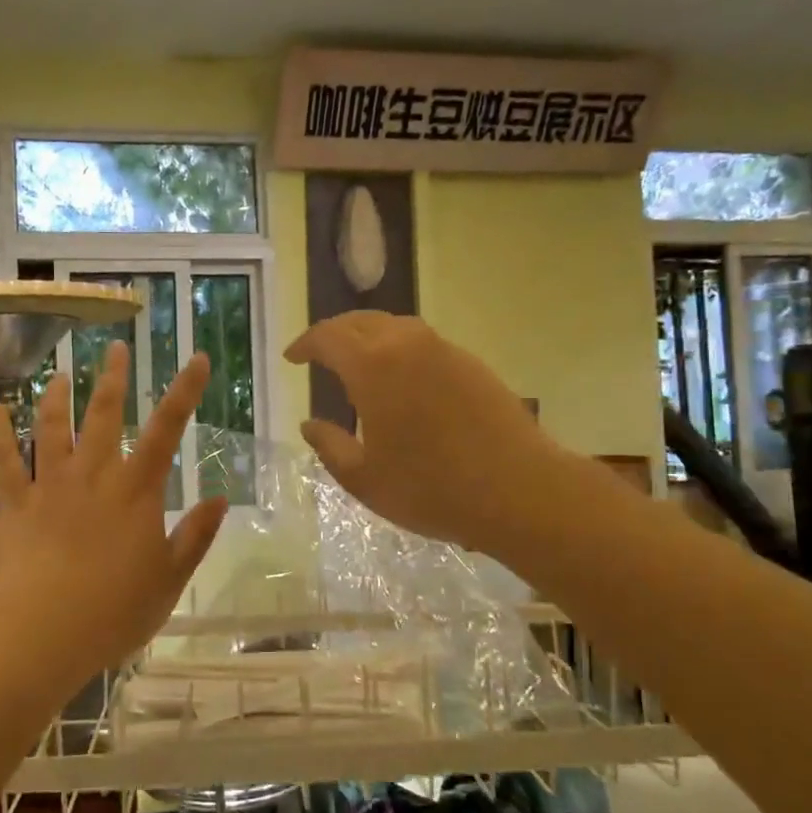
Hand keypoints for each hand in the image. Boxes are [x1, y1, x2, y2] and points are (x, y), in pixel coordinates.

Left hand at [0, 340, 227, 681]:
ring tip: (60, 373)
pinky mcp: (16, 503)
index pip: (167, 429)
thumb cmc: (114, 610)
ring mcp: (50, 485)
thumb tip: (221, 499)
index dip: (184, 391)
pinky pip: (4, 460)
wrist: (43, 631)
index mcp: (136, 490)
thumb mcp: (170, 578)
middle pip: (104, 414)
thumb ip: (196, 536)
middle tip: (115, 348)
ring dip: (57, 396)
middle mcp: (94, 475)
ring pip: (51, 427)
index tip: (195, 358)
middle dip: (112, 378)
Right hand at [286, 311, 543, 556]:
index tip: (292, 357)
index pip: (328, 337)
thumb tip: (309, 424)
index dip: (305, 344)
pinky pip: (423, 343)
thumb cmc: (431, 488)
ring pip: (395, 326)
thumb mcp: (364, 478)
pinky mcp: (472, 364)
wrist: (519, 490)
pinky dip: (399, 349)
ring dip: (368, 336)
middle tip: (319, 353)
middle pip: (361, 321)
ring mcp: (445, 350)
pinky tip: (401, 379)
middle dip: (334, 333)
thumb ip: (329, 446)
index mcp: (373, 366)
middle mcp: (408, 344)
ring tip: (357, 362)